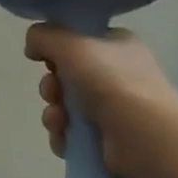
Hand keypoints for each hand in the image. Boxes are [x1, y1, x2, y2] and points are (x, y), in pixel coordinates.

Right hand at [24, 25, 177, 177]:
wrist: (145, 136)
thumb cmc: (111, 80)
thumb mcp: (70, 42)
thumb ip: (44, 36)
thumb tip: (32, 46)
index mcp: (116, 45)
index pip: (78, 41)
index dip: (57, 49)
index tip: (45, 58)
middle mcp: (117, 75)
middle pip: (67, 76)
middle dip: (51, 86)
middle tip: (53, 92)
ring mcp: (114, 109)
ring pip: (66, 106)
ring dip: (53, 113)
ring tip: (60, 121)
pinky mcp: (108, 141)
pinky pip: (72, 134)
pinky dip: (63, 136)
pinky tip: (64, 139)